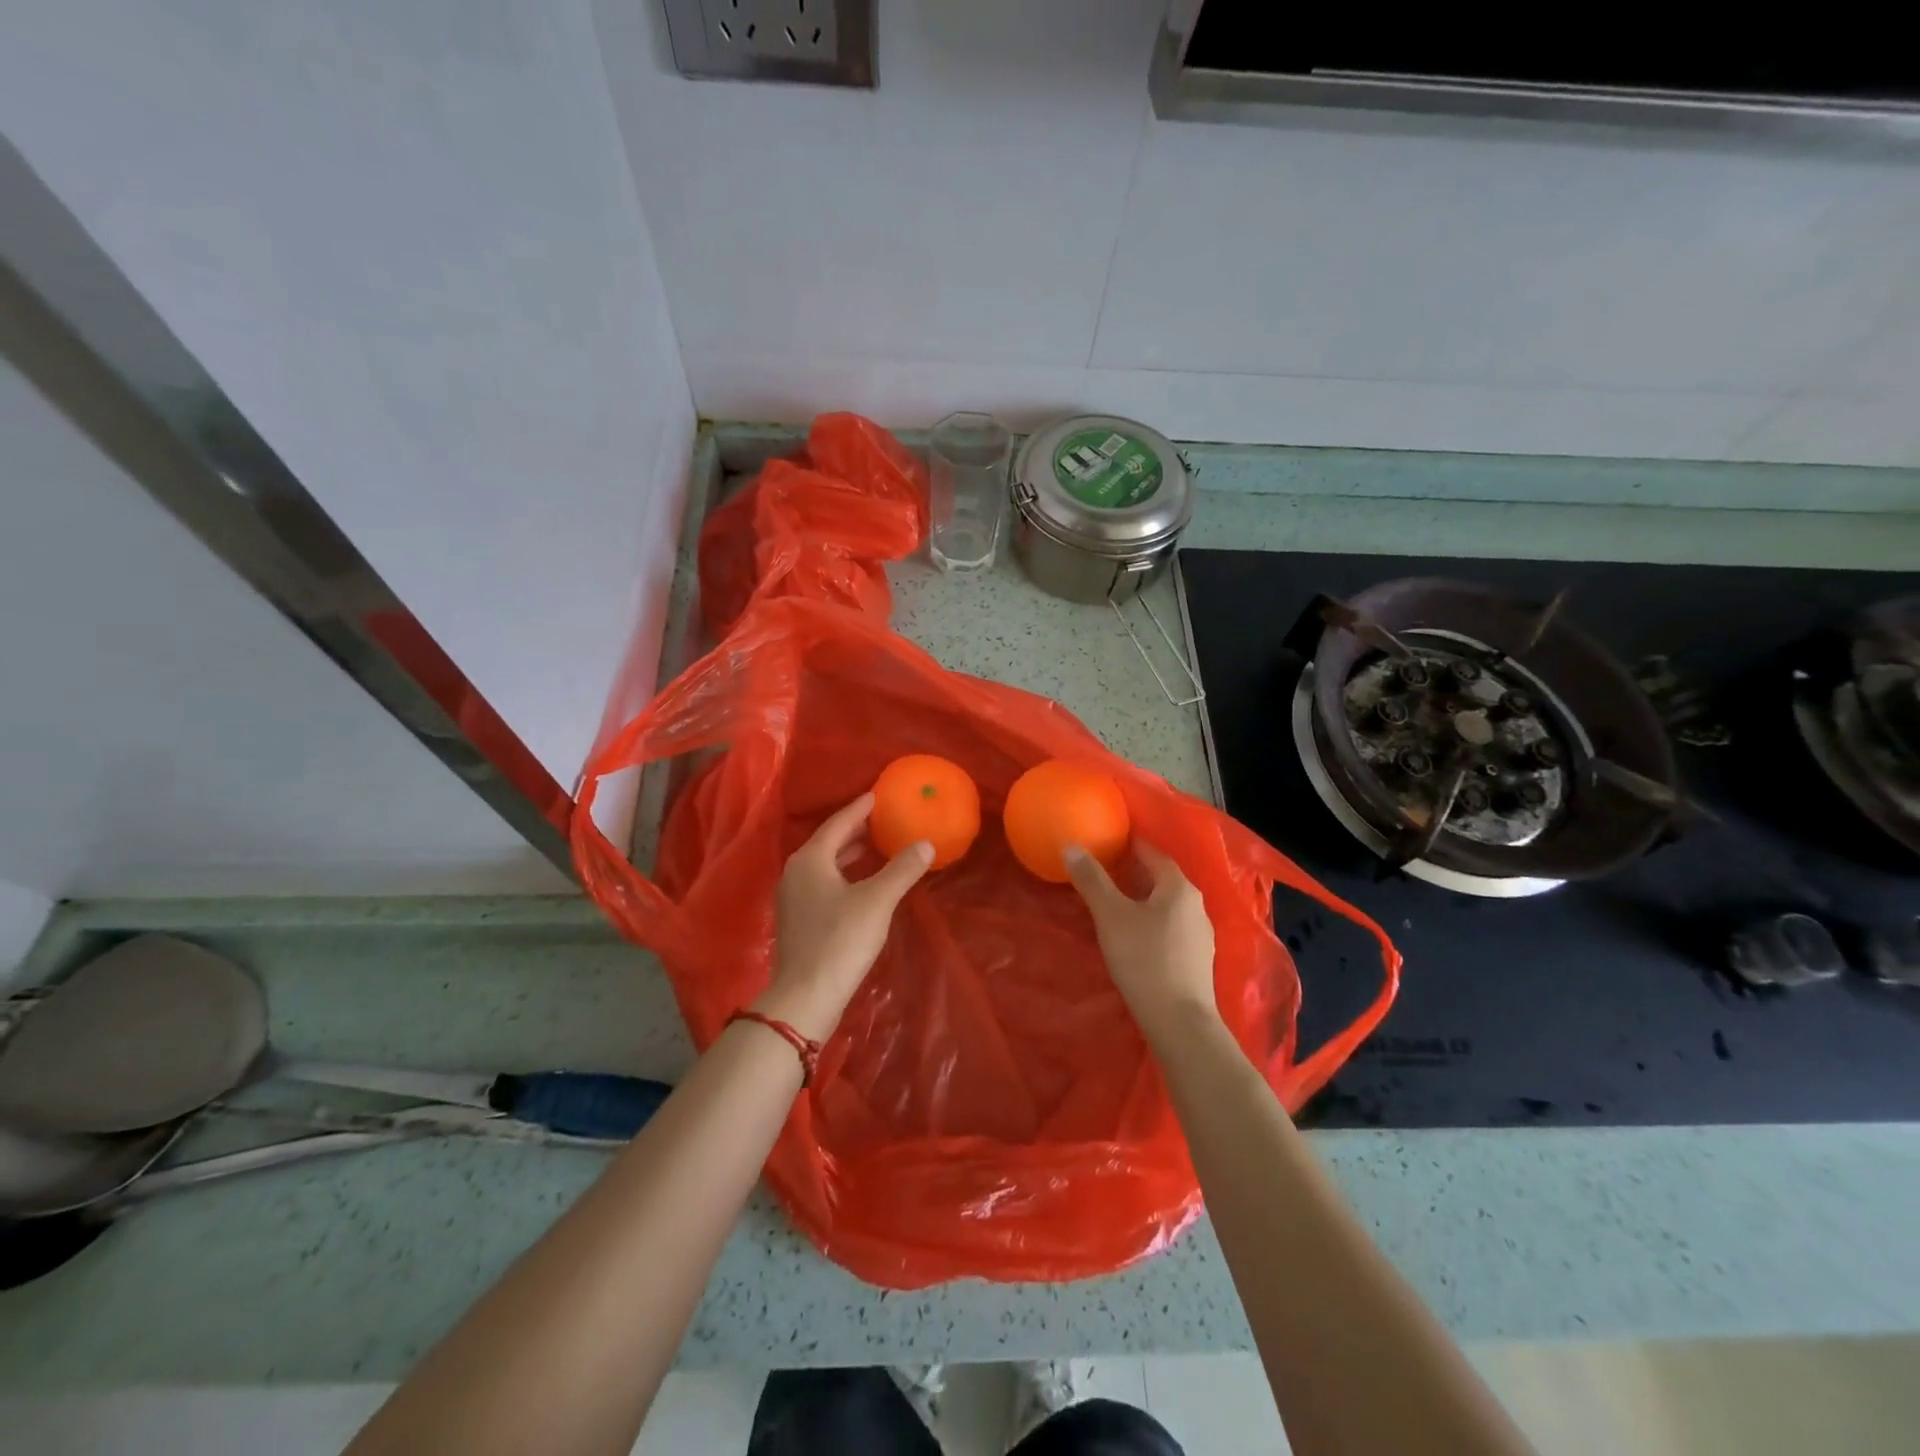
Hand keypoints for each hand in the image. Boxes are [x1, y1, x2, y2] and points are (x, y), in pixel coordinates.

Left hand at [756, 793, 932, 1041]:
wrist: (806, 996)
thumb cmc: (840, 940)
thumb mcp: (877, 901)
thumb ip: (902, 869)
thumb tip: (925, 843)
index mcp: (810, 859)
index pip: (837, 823)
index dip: (859, 809)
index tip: (877, 795)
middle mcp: (796, 872)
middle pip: (828, 841)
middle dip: (854, 830)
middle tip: (880, 818)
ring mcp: (793, 897)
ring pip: (824, 864)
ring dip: (848, 853)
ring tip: (875, 846)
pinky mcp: (798, 919)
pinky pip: (822, 882)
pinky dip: (843, 874)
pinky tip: (861, 883)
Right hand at [1065, 840, 1218, 1039]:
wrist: (1179, 1022)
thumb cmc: (1144, 960)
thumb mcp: (1110, 916)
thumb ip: (1091, 880)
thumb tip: (1071, 846)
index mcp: (1178, 886)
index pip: (1151, 852)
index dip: (1127, 845)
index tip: (1103, 843)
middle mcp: (1196, 904)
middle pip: (1160, 878)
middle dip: (1132, 872)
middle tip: (1101, 871)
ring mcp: (1200, 933)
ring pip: (1166, 904)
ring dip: (1142, 898)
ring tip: (1113, 902)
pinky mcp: (1197, 959)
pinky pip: (1170, 926)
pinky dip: (1151, 921)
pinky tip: (1134, 935)